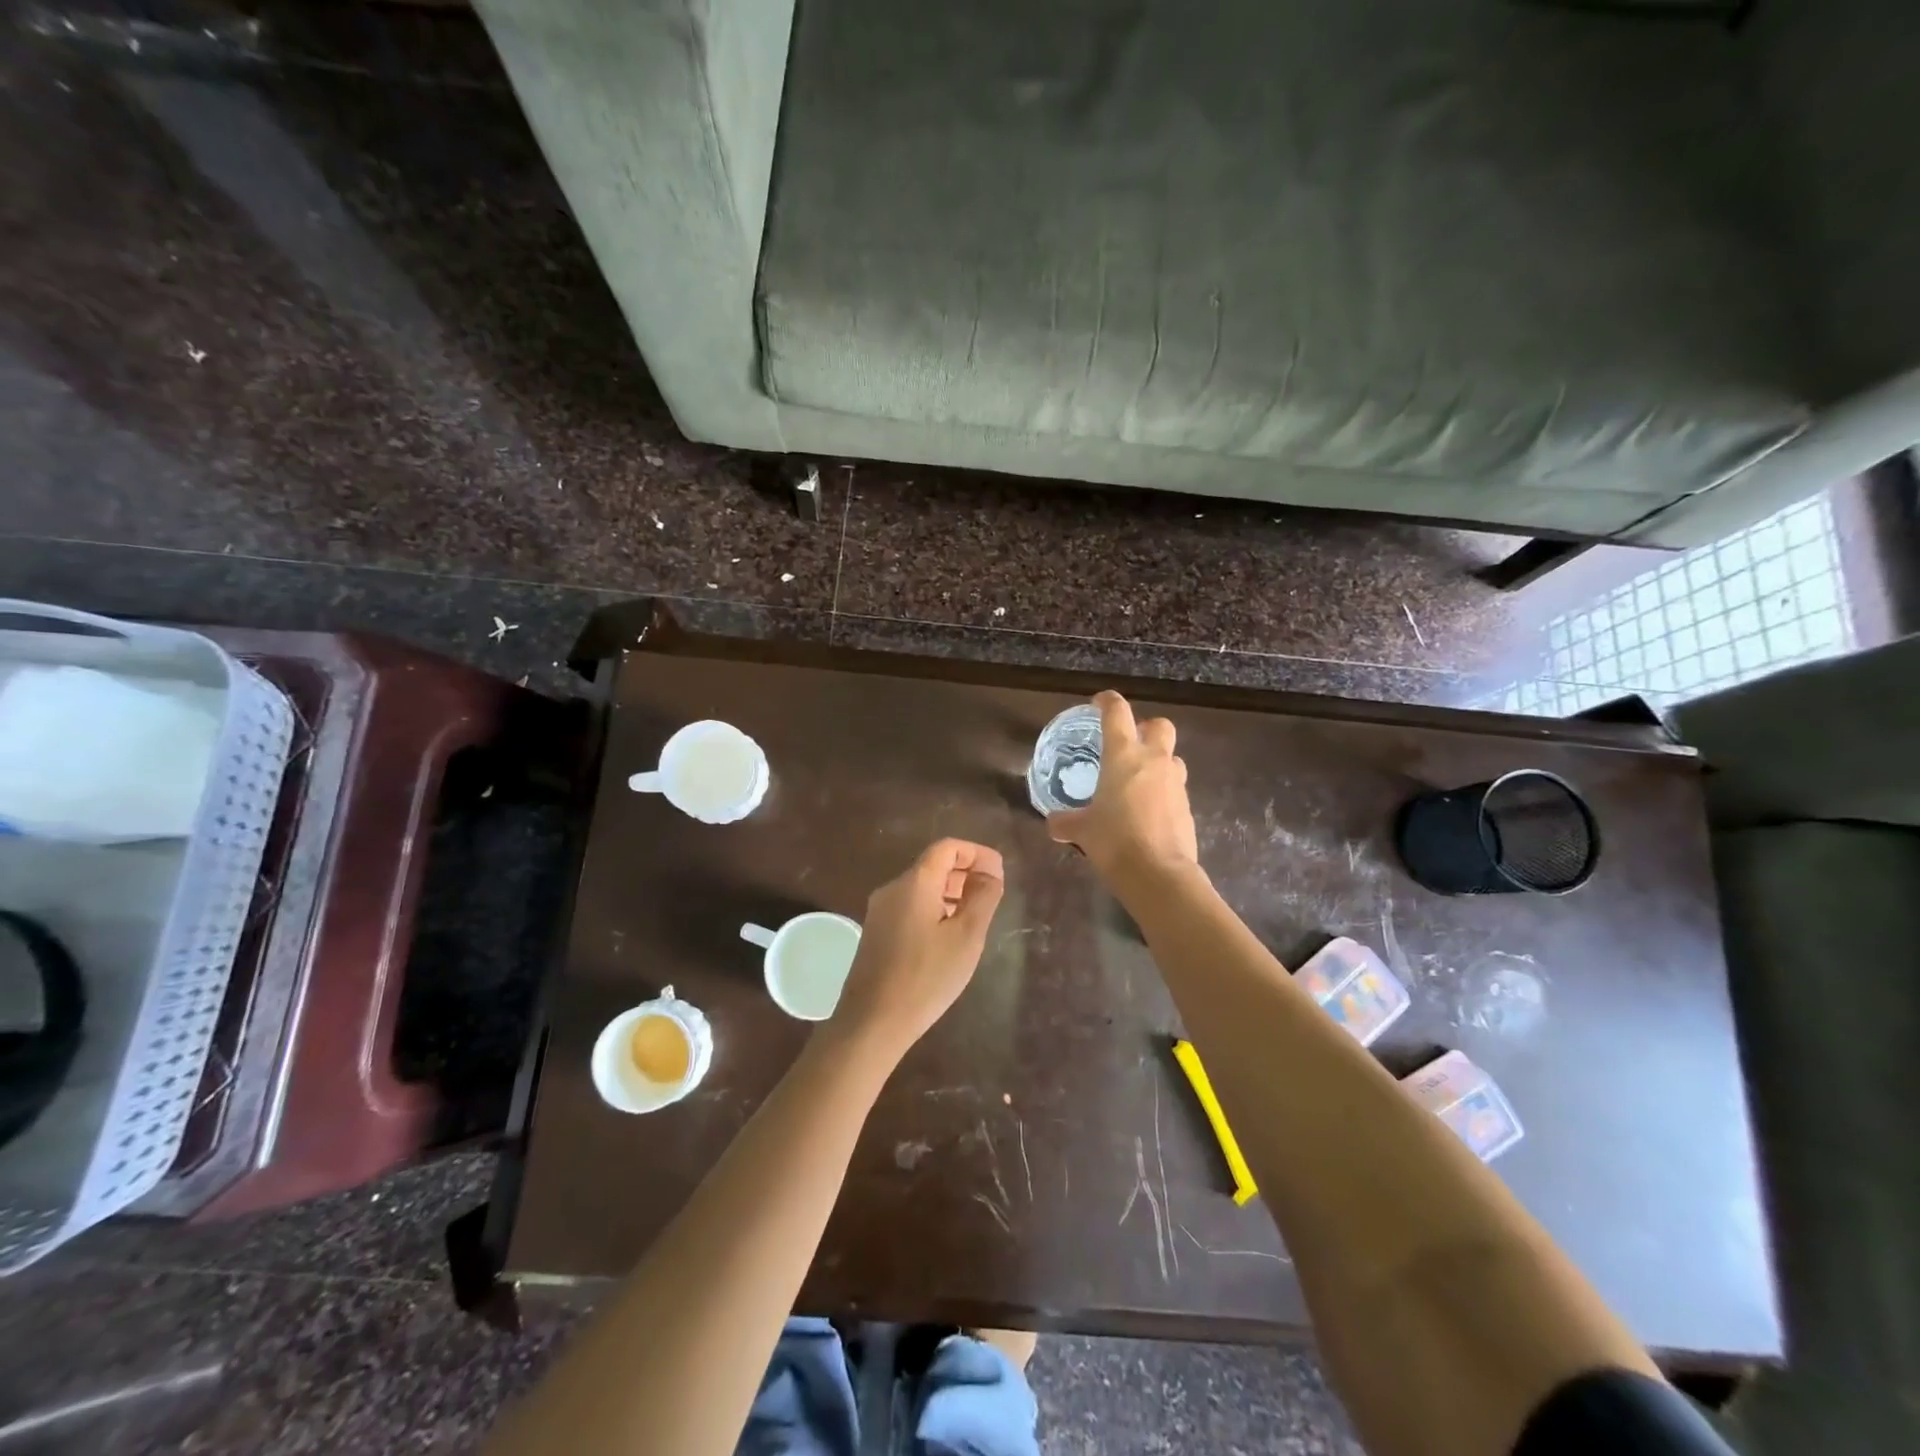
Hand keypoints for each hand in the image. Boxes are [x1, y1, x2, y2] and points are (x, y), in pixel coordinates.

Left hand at [830, 838, 1005, 1060]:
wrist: (872, 1022)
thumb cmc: (926, 977)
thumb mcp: (966, 937)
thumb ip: (982, 898)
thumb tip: (990, 873)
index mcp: (915, 882)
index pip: (948, 847)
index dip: (977, 853)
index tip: (999, 873)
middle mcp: (893, 888)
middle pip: (933, 865)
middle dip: (966, 872)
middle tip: (993, 894)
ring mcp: (880, 911)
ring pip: (922, 887)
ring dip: (951, 892)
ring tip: (976, 916)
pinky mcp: (876, 932)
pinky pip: (910, 906)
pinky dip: (935, 908)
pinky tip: (949, 935)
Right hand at [1047, 691, 1198, 881]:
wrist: (1158, 874)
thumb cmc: (1114, 841)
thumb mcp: (1082, 831)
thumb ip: (1066, 822)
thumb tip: (1053, 823)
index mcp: (1124, 755)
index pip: (1117, 712)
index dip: (1107, 701)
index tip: (1098, 704)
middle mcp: (1153, 760)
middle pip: (1160, 725)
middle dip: (1146, 728)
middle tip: (1128, 743)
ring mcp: (1175, 783)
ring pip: (1172, 757)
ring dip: (1158, 761)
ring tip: (1138, 781)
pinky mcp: (1187, 807)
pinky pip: (1175, 788)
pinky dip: (1162, 792)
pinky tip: (1147, 811)